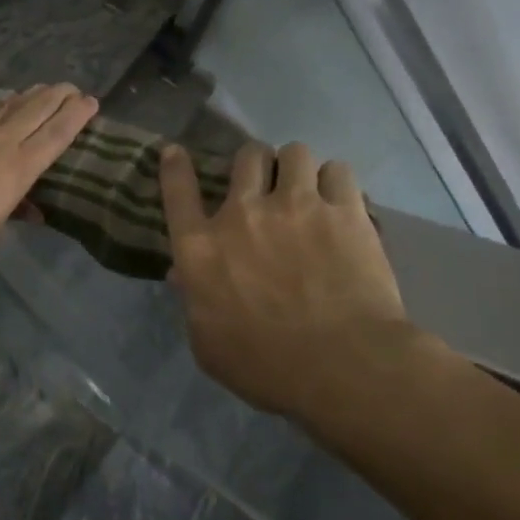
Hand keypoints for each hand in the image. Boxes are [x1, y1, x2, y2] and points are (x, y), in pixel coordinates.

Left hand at [0, 84, 97, 267]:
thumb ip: (8, 219)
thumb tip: (27, 211)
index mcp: (17, 169)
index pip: (56, 136)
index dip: (76, 117)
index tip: (91, 101)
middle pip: (36, 111)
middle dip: (57, 96)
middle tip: (72, 87)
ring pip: (7, 109)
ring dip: (27, 98)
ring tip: (39, 90)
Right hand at [159, 141, 410, 417]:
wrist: (341, 366)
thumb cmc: (264, 366)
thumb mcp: (208, 344)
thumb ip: (193, 302)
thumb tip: (181, 276)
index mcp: (201, 247)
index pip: (177, 192)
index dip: (175, 167)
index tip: (176, 152)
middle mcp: (242, 213)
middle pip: (245, 157)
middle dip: (254, 164)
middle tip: (265, 182)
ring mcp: (296, 206)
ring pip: (294, 152)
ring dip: (296, 168)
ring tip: (307, 187)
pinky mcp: (344, 211)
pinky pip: (338, 171)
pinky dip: (336, 182)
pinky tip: (340, 201)